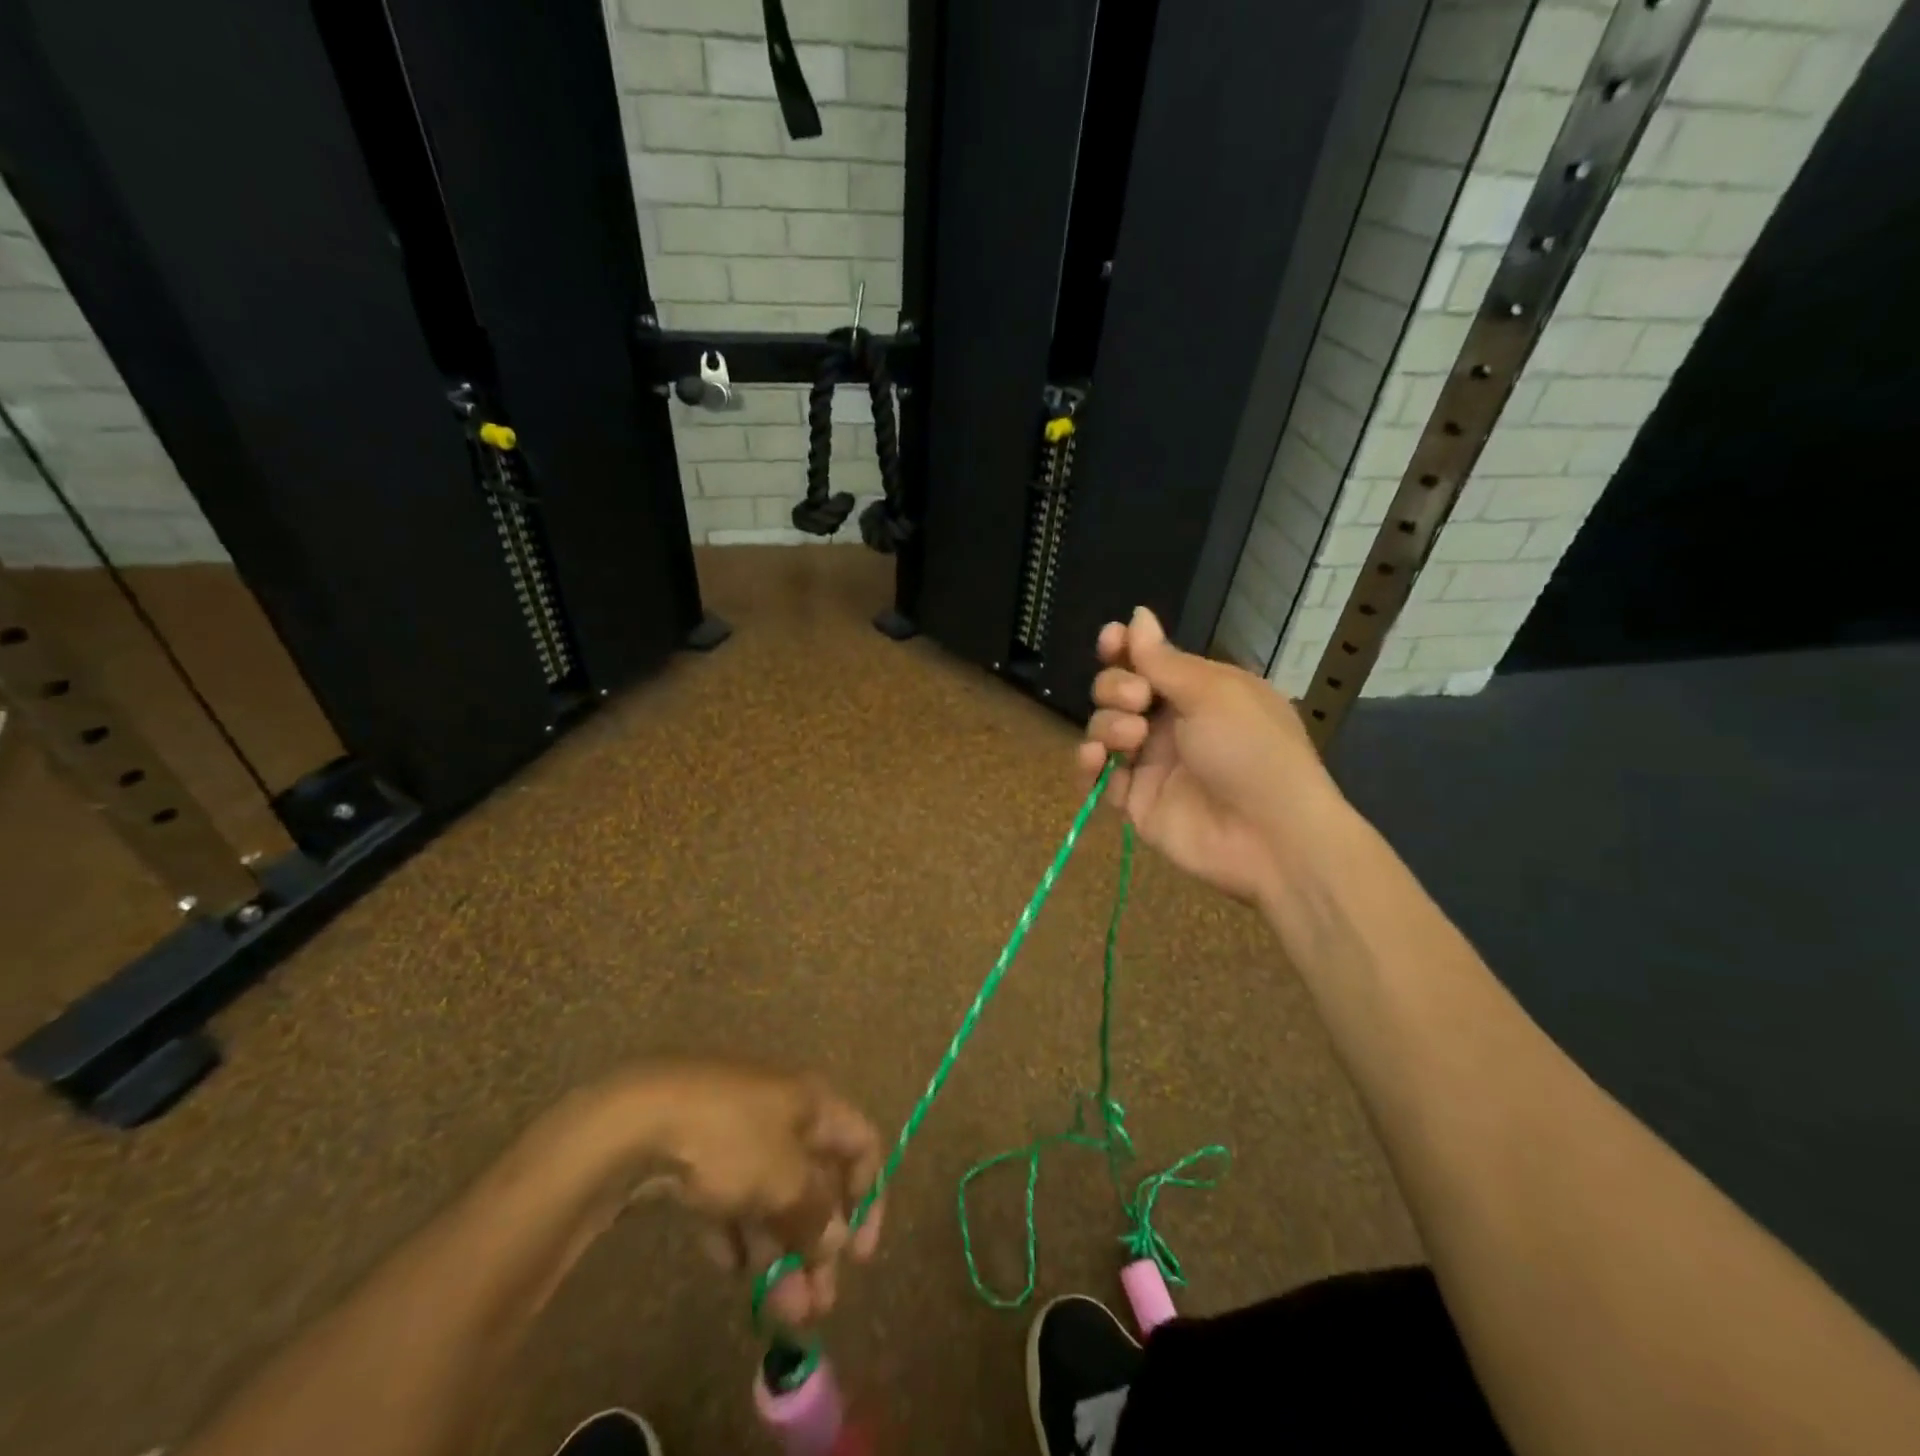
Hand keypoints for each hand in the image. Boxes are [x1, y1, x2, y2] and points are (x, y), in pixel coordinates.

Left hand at [608, 1063, 884, 1326]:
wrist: (638, 1121)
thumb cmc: (731, 1139)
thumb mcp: (784, 1179)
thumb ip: (816, 1213)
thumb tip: (836, 1238)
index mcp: (813, 1104)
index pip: (861, 1144)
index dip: (869, 1197)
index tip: (860, 1256)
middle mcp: (783, 1113)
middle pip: (815, 1180)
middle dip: (819, 1244)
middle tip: (817, 1305)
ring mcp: (738, 1133)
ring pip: (772, 1196)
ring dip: (780, 1252)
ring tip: (777, 1310)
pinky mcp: (698, 1156)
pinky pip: (732, 1199)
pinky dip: (738, 1234)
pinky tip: (732, 1269)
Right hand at [1076, 606, 1343, 907]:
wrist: (1271, 835)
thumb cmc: (1251, 749)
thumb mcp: (1213, 693)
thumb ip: (1163, 660)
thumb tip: (1137, 615)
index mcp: (1198, 691)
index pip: (1148, 661)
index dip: (1124, 648)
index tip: (1110, 641)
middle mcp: (1171, 723)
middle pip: (1117, 690)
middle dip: (1116, 686)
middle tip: (1138, 700)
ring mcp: (1151, 763)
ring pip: (1104, 729)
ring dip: (1108, 724)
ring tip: (1132, 737)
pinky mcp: (1135, 801)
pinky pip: (1098, 776)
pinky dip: (1088, 764)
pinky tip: (1094, 758)